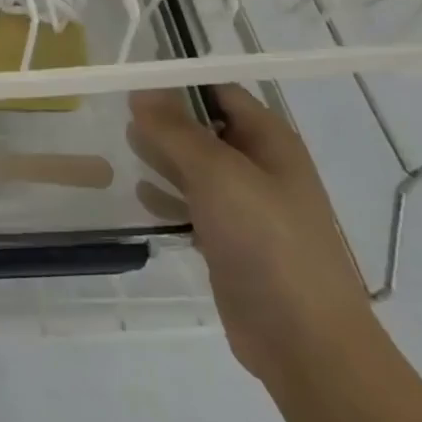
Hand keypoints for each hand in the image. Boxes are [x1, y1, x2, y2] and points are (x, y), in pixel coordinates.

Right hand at [128, 85, 376, 391]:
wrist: (303, 340)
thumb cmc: (266, 242)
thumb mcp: (217, 174)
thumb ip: (175, 130)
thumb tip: (141, 90)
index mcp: (270, 142)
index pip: (219, 92)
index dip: (179, 82)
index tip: (132, 82)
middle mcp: (260, 167)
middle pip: (204, 128)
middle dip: (164, 120)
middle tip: (118, 115)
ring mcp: (246, 206)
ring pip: (195, 167)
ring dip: (161, 156)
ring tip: (121, 148)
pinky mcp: (230, 241)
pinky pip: (193, 205)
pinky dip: (166, 196)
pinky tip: (139, 196)